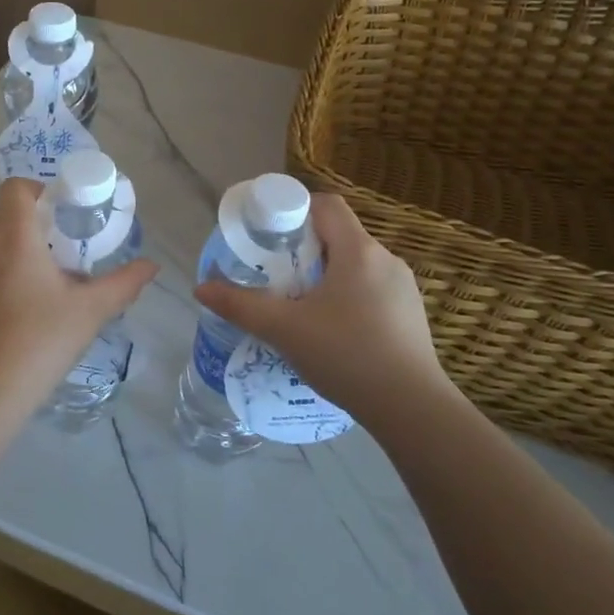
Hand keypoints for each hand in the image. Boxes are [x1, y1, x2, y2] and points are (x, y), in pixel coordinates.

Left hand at [0, 179, 157, 400]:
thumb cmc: (42, 340)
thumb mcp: (91, 311)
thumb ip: (124, 283)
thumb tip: (151, 266)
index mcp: (14, 238)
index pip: (14, 188)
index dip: (37, 190)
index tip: (59, 213)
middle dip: (25, 220)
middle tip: (54, 246)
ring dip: (8, 248)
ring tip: (37, 281)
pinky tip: (13, 311)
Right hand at [195, 194, 456, 432]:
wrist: (412, 409)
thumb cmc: (346, 355)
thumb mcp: (284, 329)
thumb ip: (240, 305)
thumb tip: (200, 288)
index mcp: (358, 250)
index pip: (326, 205)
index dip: (294, 210)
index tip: (269, 234)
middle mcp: (386, 259)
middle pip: (338, 235)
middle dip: (303, 248)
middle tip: (274, 274)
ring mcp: (404, 288)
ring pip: (355, 265)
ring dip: (325, 275)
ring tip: (298, 306)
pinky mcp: (411, 315)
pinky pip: (371, 290)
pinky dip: (347, 297)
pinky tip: (332, 332)